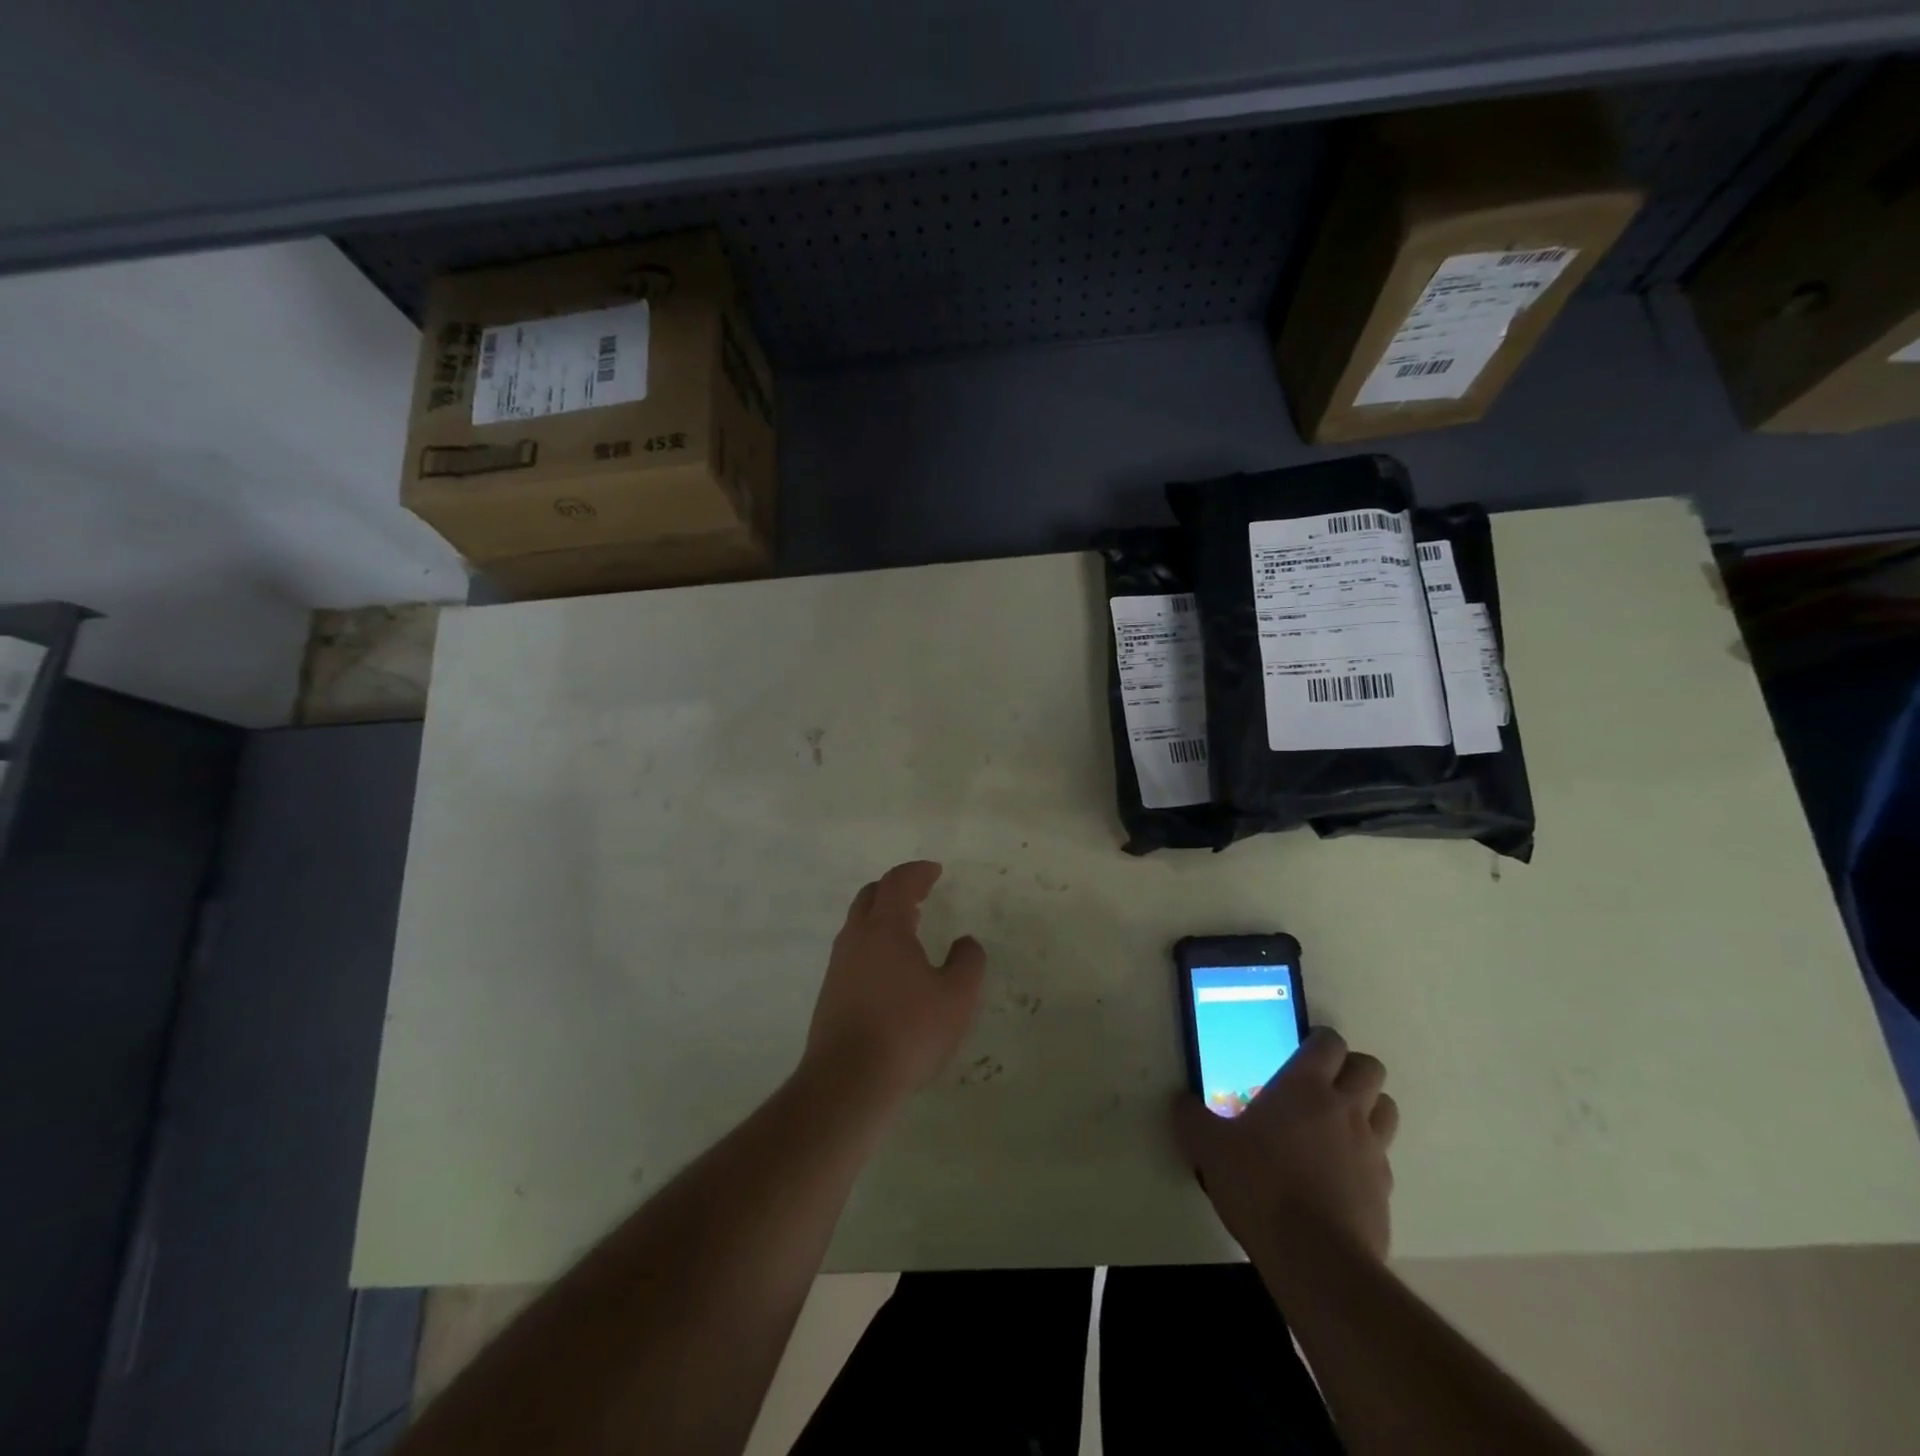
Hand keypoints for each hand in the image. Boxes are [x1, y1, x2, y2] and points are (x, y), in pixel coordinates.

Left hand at [802, 861, 986, 1107]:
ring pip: (858, 924)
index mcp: (885, 928)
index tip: (934, 871)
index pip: (898, 883)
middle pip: (870, 896)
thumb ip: (968, 962)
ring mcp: (838, 966)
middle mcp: (856, 938)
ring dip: (882, 916)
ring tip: (908, 928)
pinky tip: (890, 969)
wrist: (848, 1080)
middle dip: (896, 888)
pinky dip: (873, 943)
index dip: (917, 872)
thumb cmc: (908, 1031)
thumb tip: (966, 942)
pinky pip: (853, 951)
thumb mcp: (957, 997)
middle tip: (919, 893)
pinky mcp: (830, 993)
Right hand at [1173, 1027, 1398, 1263]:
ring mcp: (1372, 1150)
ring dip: (1368, 1107)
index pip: (1329, 1042)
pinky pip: (1383, 1158)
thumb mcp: (1208, 1147)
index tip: (1301, 1049)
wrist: (1315, 1259)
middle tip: (1323, 1083)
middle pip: (1370, 1068)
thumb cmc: (1259, 1186)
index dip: (1319, 1040)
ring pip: (1386, 1108)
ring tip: (1337, 1124)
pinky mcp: (1385, 1191)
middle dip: (1351, 1068)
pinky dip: (1366, 1157)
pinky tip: (1339, 1175)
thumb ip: (1192, 1118)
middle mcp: (1345, 1109)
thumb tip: (1180, 1101)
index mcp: (1305, 1087)